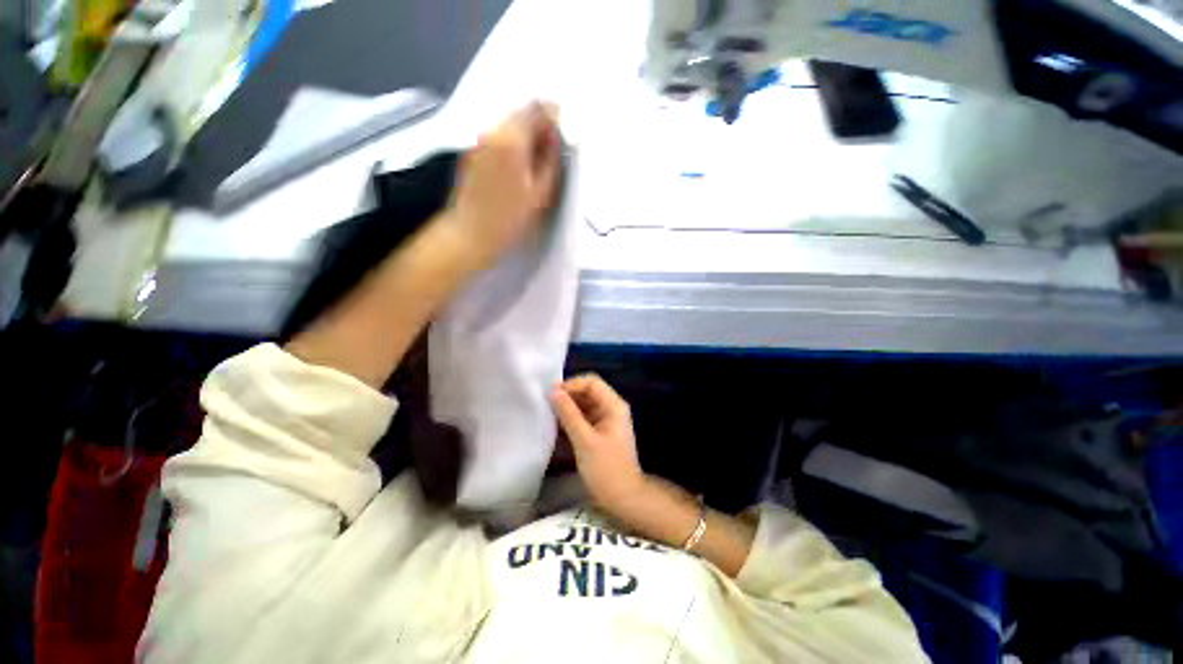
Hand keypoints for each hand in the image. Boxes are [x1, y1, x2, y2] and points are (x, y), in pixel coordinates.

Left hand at [445, 101, 561, 268]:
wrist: (471, 233)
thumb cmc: (510, 219)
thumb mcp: (541, 193)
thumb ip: (551, 159)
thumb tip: (556, 136)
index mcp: (512, 139)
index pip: (536, 109)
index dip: (553, 115)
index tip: (564, 131)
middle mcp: (492, 131)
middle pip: (520, 113)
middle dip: (539, 124)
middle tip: (553, 147)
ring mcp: (479, 140)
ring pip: (508, 125)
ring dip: (525, 134)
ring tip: (537, 158)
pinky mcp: (472, 152)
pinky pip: (497, 137)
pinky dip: (511, 143)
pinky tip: (518, 165)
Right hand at [551, 374, 645, 514]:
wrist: (623, 499)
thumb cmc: (606, 469)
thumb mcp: (585, 441)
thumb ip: (569, 414)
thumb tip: (554, 392)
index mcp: (614, 405)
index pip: (592, 382)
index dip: (572, 384)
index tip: (552, 394)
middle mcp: (611, 408)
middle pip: (588, 391)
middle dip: (568, 395)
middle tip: (546, 404)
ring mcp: (605, 420)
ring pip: (584, 404)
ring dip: (567, 407)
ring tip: (548, 413)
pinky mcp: (599, 431)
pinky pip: (583, 417)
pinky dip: (570, 418)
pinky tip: (556, 425)